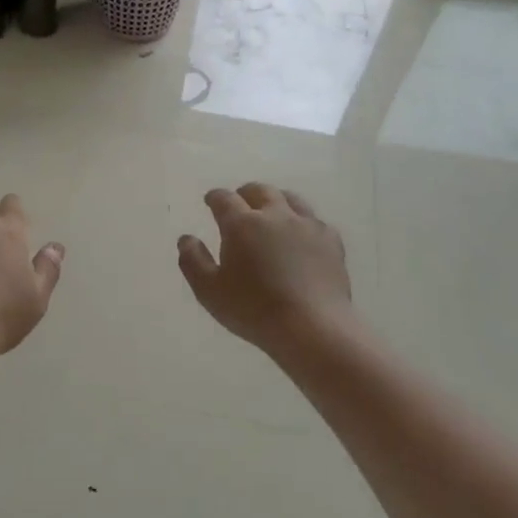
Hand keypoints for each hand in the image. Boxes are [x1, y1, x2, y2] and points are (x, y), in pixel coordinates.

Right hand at [177, 183, 354, 354]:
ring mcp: (307, 225)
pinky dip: (302, 222)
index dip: (215, 197)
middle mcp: (275, 215)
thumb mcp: (209, 291)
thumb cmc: (253, 310)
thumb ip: (193, 261)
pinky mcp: (331, 240)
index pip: (224, 199)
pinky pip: (314, 220)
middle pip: (260, 191)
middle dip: (245, 193)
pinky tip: (301, 235)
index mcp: (242, 224)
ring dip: (276, 200)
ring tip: (271, 212)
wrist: (311, 327)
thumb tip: (186, 239)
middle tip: (239, 202)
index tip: (210, 200)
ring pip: (291, 198)